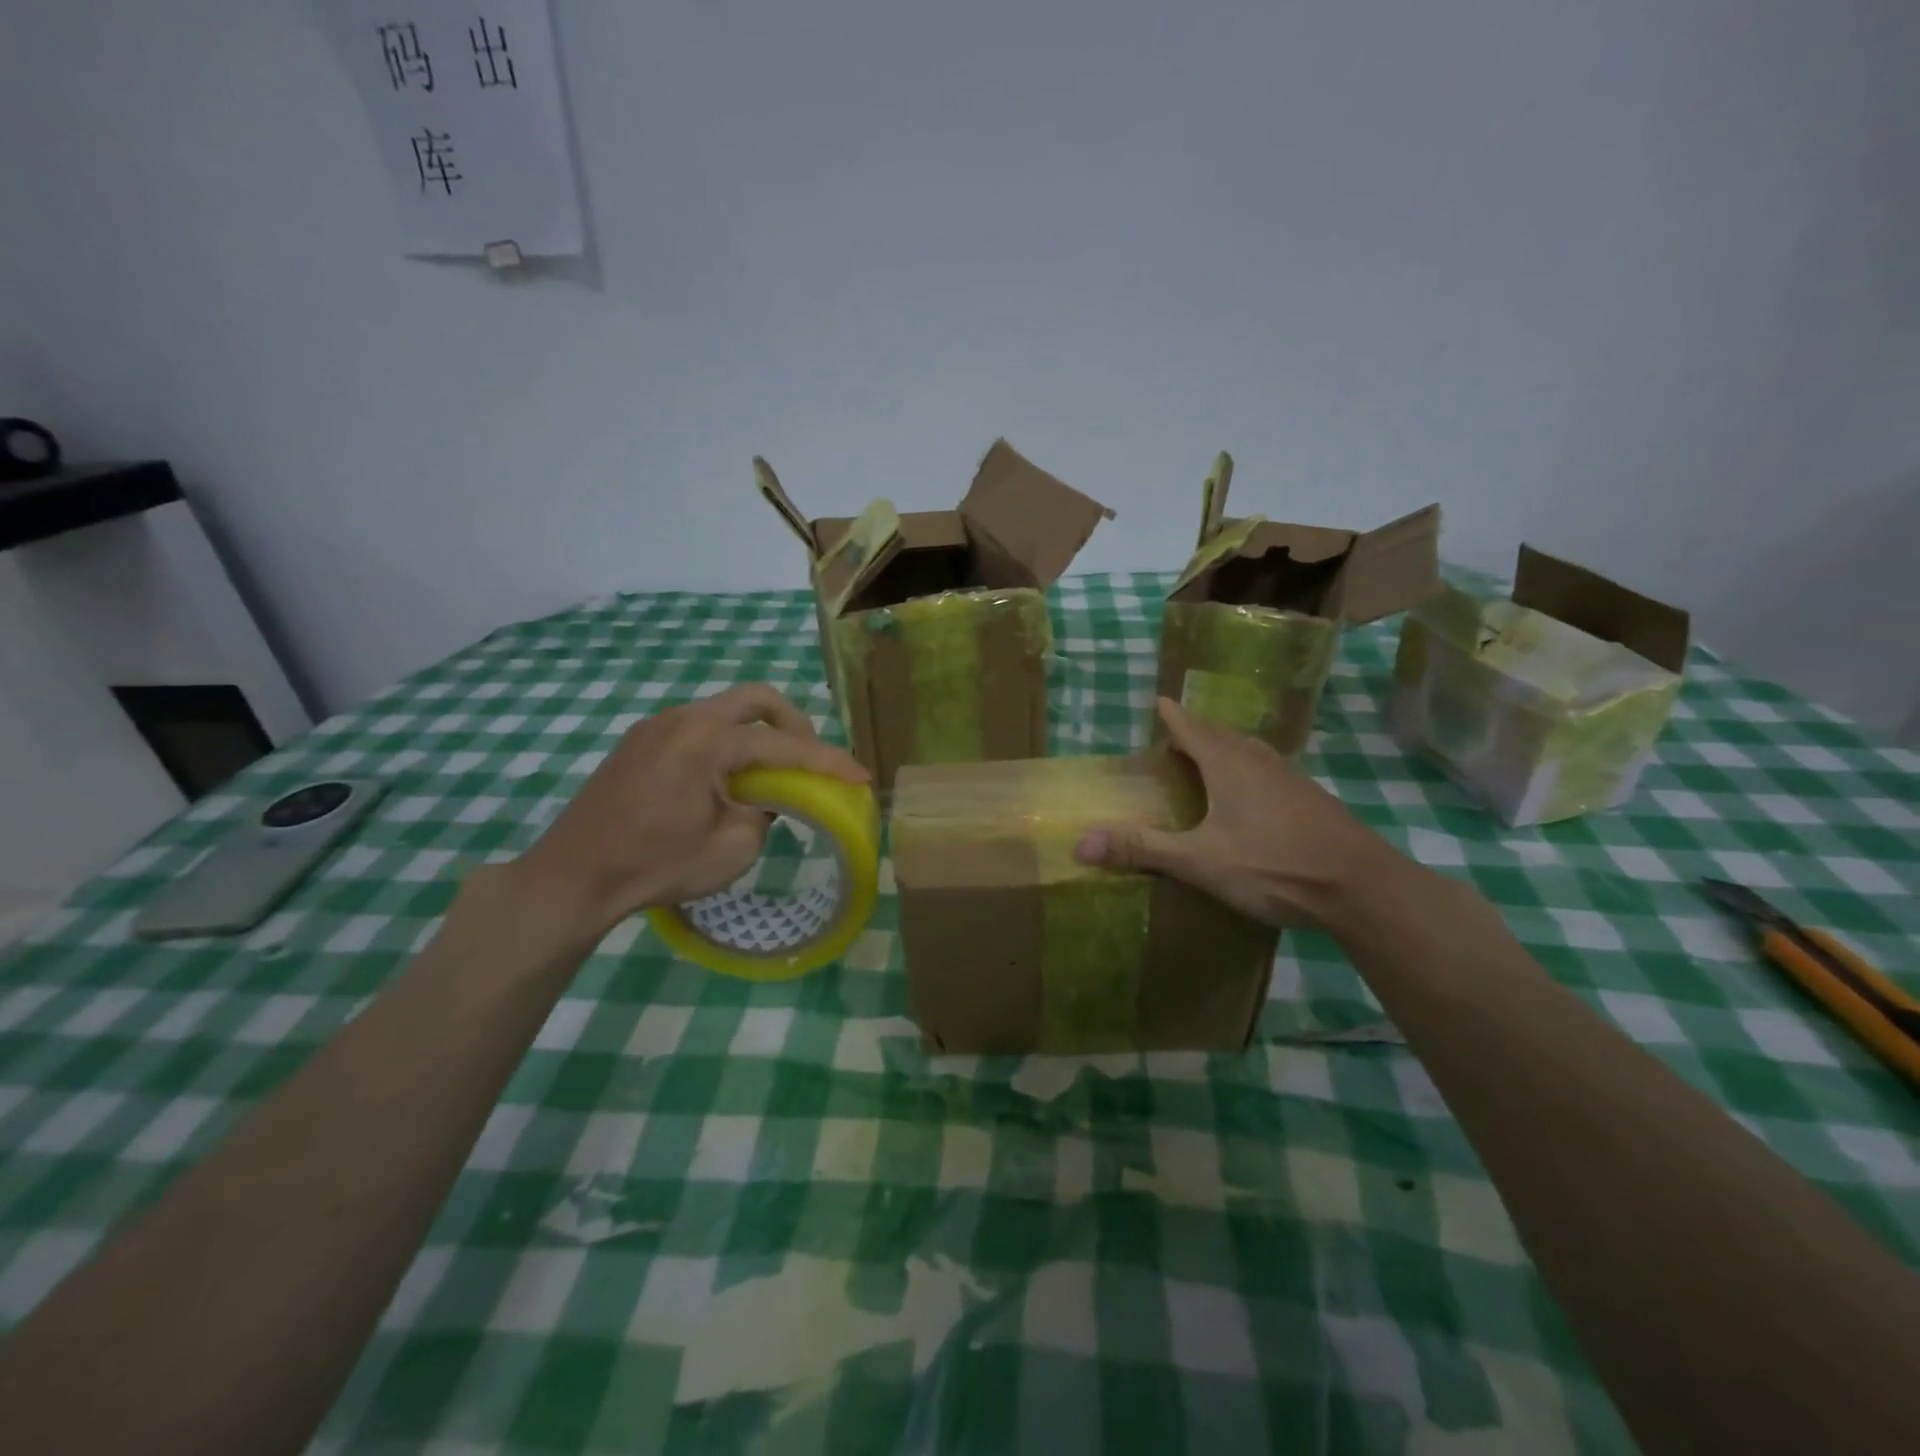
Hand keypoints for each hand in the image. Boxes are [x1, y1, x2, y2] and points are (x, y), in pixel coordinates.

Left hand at [513, 684, 868, 936]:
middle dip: (793, 722)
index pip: (784, 744)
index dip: (829, 761)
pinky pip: (697, 728)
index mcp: (706, 742)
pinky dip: (725, 744)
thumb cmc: (653, 867)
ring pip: (724, 711)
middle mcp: (682, 720)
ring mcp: (655, 727)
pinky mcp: (639, 743)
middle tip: (807, 757)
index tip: (861, 776)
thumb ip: (764, 816)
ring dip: (756, 734)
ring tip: (767, 775)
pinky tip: (723, 781)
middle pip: (755, 699)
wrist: (571, 877)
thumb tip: (764, 801)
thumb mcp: (730, 851)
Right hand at [1073, 697, 1397, 926]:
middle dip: (1195, 730)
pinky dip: (1248, 769)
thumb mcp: (1199, 861)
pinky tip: (1250, 795)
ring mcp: (1291, 777)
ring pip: (1249, 750)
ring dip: (1224, 748)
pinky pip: (1268, 770)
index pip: (1191, 726)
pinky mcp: (1311, 798)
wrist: (1361, 887)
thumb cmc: (1273, 865)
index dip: (1171, 715)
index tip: (1157, 702)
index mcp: (1228, 764)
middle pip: (1220, 733)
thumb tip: (1080, 842)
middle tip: (1173, 738)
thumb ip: (1142, 849)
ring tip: (1207, 760)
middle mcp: (1259, 760)